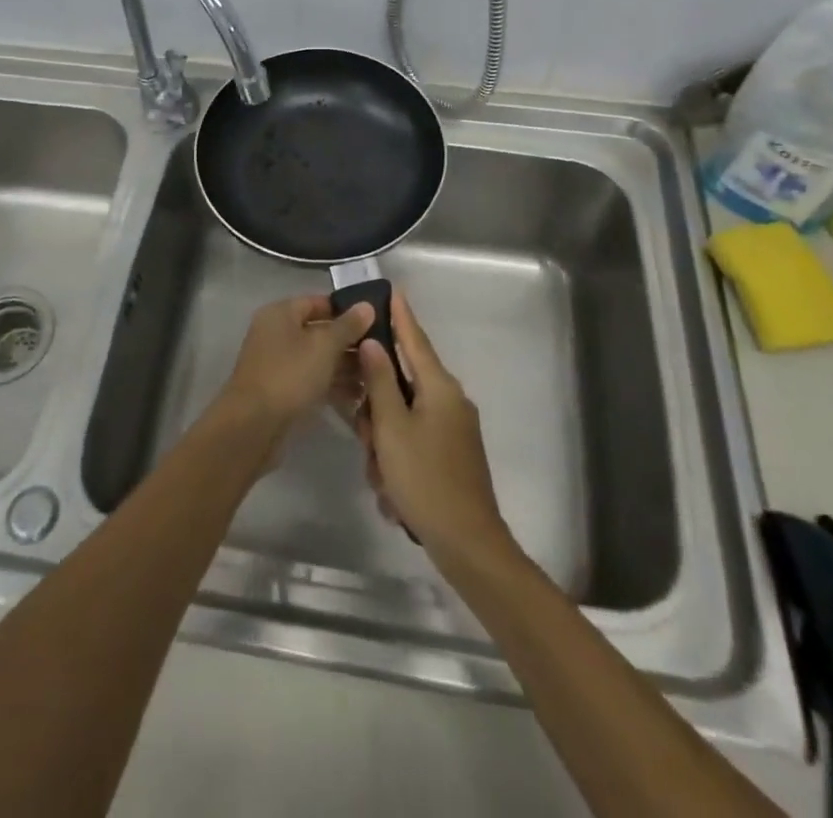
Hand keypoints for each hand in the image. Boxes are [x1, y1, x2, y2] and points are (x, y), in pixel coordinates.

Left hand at [220, 295, 375, 431]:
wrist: (252, 426)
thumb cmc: (289, 375)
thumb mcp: (324, 346)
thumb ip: (348, 325)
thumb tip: (367, 305)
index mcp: (281, 313)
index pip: (319, 302)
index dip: (347, 310)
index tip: (376, 321)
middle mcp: (277, 333)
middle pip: (319, 331)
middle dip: (350, 342)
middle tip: (382, 352)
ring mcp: (278, 363)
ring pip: (318, 358)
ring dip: (345, 366)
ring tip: (376, 377)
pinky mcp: (282, 390)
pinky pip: (312, 380)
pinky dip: (333, 385)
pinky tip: (360, 397)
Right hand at [353, 290, 512, 562]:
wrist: (467, 543)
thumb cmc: (425, 479)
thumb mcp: (391, 428)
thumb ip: (380, 382)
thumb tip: (374, 342)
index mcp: (440, 387)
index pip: (415, 339)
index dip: (401, 315)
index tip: (391, 289)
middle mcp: (450, 400)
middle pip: (402, 385)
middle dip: (376, 411)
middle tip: (365, 439)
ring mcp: (454, 429)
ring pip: (403, 418)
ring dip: (384, 443)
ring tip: (381, 477)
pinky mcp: (452, 454)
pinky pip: (414, 442)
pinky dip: (398, 461)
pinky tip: (392, 493)